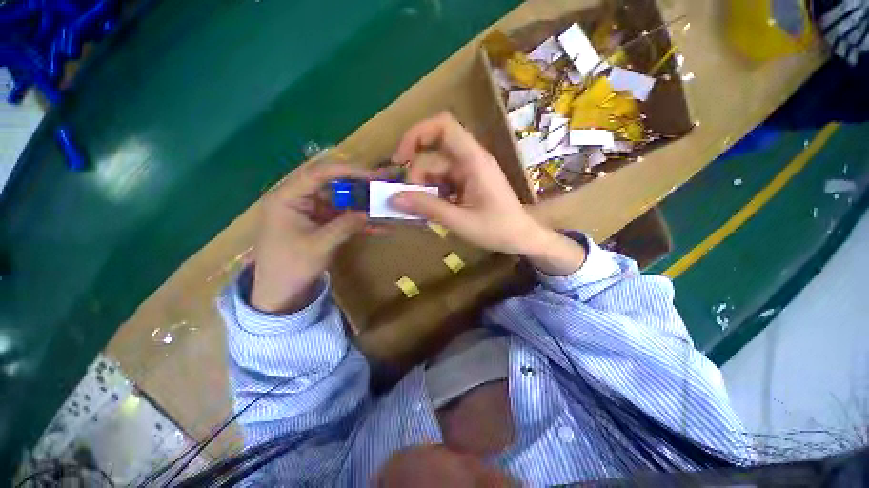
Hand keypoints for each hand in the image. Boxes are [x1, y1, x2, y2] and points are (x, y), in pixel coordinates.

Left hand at [250, 161, 371, 312]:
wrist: (278, 294)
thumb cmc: (291, 267)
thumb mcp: (320, 245)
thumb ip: (346, 225)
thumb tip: (370, 212)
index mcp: (287, 197)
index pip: (319, 173)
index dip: (347, 171)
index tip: (372, 176)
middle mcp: (298, 198)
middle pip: (331, 183)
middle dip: (358, 185)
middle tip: (382, 185)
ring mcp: (310, 211)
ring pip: (340, 200)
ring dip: (361, 204)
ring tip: (384, 205)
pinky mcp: (319, 223)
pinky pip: (341, 216)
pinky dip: (358, 220)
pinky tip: (377, 225)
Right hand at [390, 113, 585, 274]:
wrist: (522, 237)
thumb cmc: (498, 229)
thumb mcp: (460, 221)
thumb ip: (427, 208)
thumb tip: (394, 198)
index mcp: (473, 161)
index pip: (443, 126)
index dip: (417, 134)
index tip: (400, 159)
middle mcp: (470, 160)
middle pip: (433, 156)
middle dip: (417, 177)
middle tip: (410, 202)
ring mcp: (469, 172)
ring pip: (436, 171)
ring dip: (424, 189)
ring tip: (420, 212)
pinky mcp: (467, 183)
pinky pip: (443, 182)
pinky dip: (433, 194)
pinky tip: (431, 211)